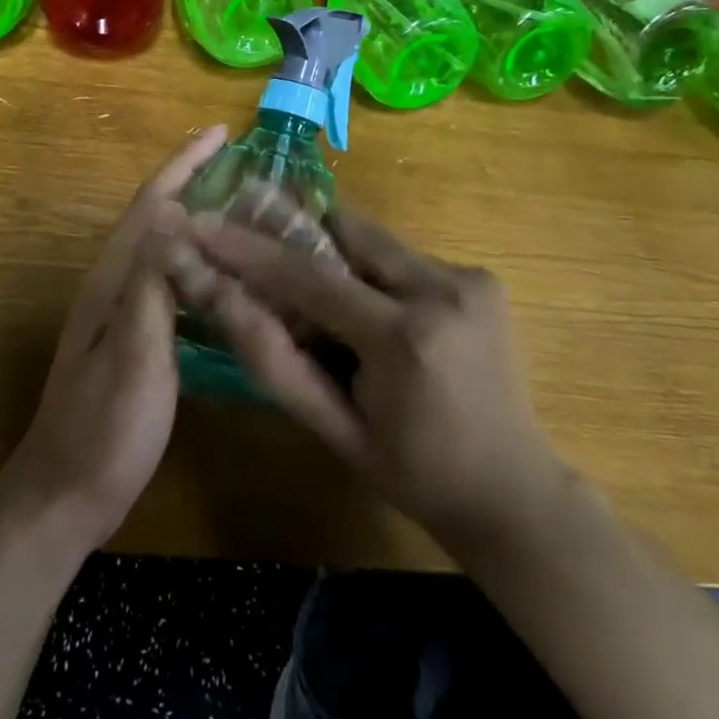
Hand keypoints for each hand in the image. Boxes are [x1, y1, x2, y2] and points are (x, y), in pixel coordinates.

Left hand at [0, 125, 227, 552]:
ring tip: (242, 208)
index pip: (151, 205)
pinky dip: (195, 261)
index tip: (220, 132)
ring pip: (163, 248)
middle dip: (193, 181)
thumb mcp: (133, 355)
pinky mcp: (131, 340)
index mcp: (113, 281)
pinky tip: (221, 275)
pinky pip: (168, 281)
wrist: (65, 495)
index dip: (183, 165)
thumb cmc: (104, 429)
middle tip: (243, 165)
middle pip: (155, 218)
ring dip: (196, 218)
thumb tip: (172, 212)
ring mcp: (120, 314)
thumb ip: (150, 285)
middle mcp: (113, 286)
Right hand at [164, 208, 563, 554]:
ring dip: (340, 261)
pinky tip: (374, 319)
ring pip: (375, 241)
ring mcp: (470, 278)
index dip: (248, 248)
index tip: (203, 225)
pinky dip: (375, 276)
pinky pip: (405, 258)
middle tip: (263, 258)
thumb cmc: (416, 474)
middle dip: (299, 239)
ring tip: (329, 310)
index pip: (308, 276)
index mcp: (404, 338)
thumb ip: (277, 362)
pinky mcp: (482, 278)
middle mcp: (442, 289)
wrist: (515, 493)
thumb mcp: (335, 430)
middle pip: (346, 232)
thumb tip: (222, 299)